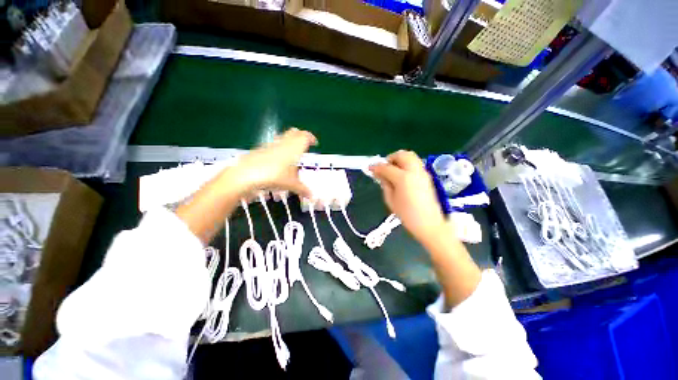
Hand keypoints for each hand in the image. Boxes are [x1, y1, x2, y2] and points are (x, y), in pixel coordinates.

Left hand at [228, 128, 316, 197]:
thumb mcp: (291, 184)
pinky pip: (274, 143)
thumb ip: (302, 189)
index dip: (311, 138)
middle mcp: (284, 143)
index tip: (315, 143)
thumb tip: (311, 196)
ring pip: (284, 136)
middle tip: (304, 145)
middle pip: (295, 132)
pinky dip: (280, 147)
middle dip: (301, 136)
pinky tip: (278, 159)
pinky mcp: (262, 148)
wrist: (248, 173)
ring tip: (293, 152)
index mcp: (295, 148)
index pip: (305, 136)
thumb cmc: (275, 176)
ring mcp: (272, 144)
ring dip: (290, 141)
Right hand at [370, 150, 446, 243]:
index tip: (369, 168)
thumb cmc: (407, 215)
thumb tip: (379, 174)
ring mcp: (423, 172)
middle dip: (390, 158)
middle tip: (384, 168)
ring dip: (399, 159)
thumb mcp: (390, 200)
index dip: (376, 167)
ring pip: (410, 156)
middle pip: (401, 155)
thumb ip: (384, 184)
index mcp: (403, 178)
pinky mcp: (427, 176)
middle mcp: (414, 171)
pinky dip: (406, 164)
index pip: (386, 167)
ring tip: (392, 170)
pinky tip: (401, 175)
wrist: (429, 224)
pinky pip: (415, 163)